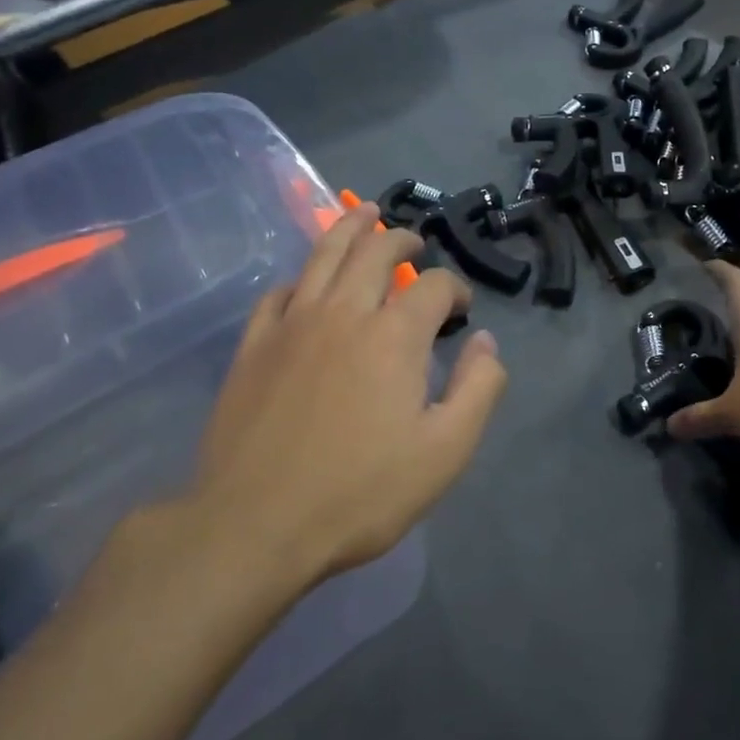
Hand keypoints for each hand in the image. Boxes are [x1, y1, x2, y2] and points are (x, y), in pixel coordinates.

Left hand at [187, 204, 505, 585]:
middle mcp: (345, 312)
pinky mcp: (254, 344)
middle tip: (413, 241)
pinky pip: (279, 292)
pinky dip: (301, 278)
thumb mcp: (445, 453)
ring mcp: (293, 323)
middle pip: (375, 250)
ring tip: (365, 214)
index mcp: (394, 335)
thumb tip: (485, 341)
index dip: (455, 289)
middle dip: (401, 239)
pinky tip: (307, 284)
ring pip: (324, 254)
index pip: (434, 286)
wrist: (254, 525)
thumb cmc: (359, 493)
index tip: (461, 310)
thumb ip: (478, 389)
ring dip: (350, 227)